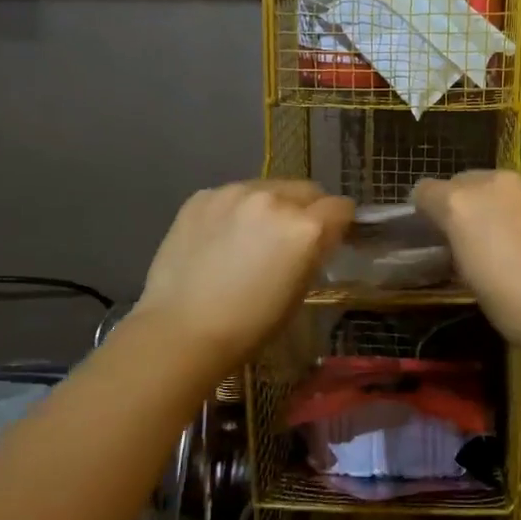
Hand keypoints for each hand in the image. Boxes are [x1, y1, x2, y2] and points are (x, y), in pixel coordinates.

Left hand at [132, 180, 353, 364]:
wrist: (180, 330)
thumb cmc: (249, 325)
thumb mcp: (298, 292)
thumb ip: (313, 254)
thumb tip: (318, 238)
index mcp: (304, 227)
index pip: (341, 207)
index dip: (339, 224)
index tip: (329, 239)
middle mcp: (273, 199)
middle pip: (307, 190)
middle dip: (307, 210)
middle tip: (289, 240)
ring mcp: (234, 193)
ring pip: (269, 188)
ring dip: (270, 207)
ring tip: (250, 238)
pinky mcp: (202, 196)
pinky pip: (233, 195)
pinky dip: (236, 211)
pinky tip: (220, 240)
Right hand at [412, 171, 520, 352]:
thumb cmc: (515, 305)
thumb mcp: (470, 279)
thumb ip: (459, 247)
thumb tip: (463, 242)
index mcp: (461, 203)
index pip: (425, 191)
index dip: (426, 212)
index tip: (436, 235)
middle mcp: (495, 182)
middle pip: (465, 181)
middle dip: (464, 204)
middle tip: (475, 239)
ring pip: (503, 187)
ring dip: (500, 205)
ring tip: (515, 242)